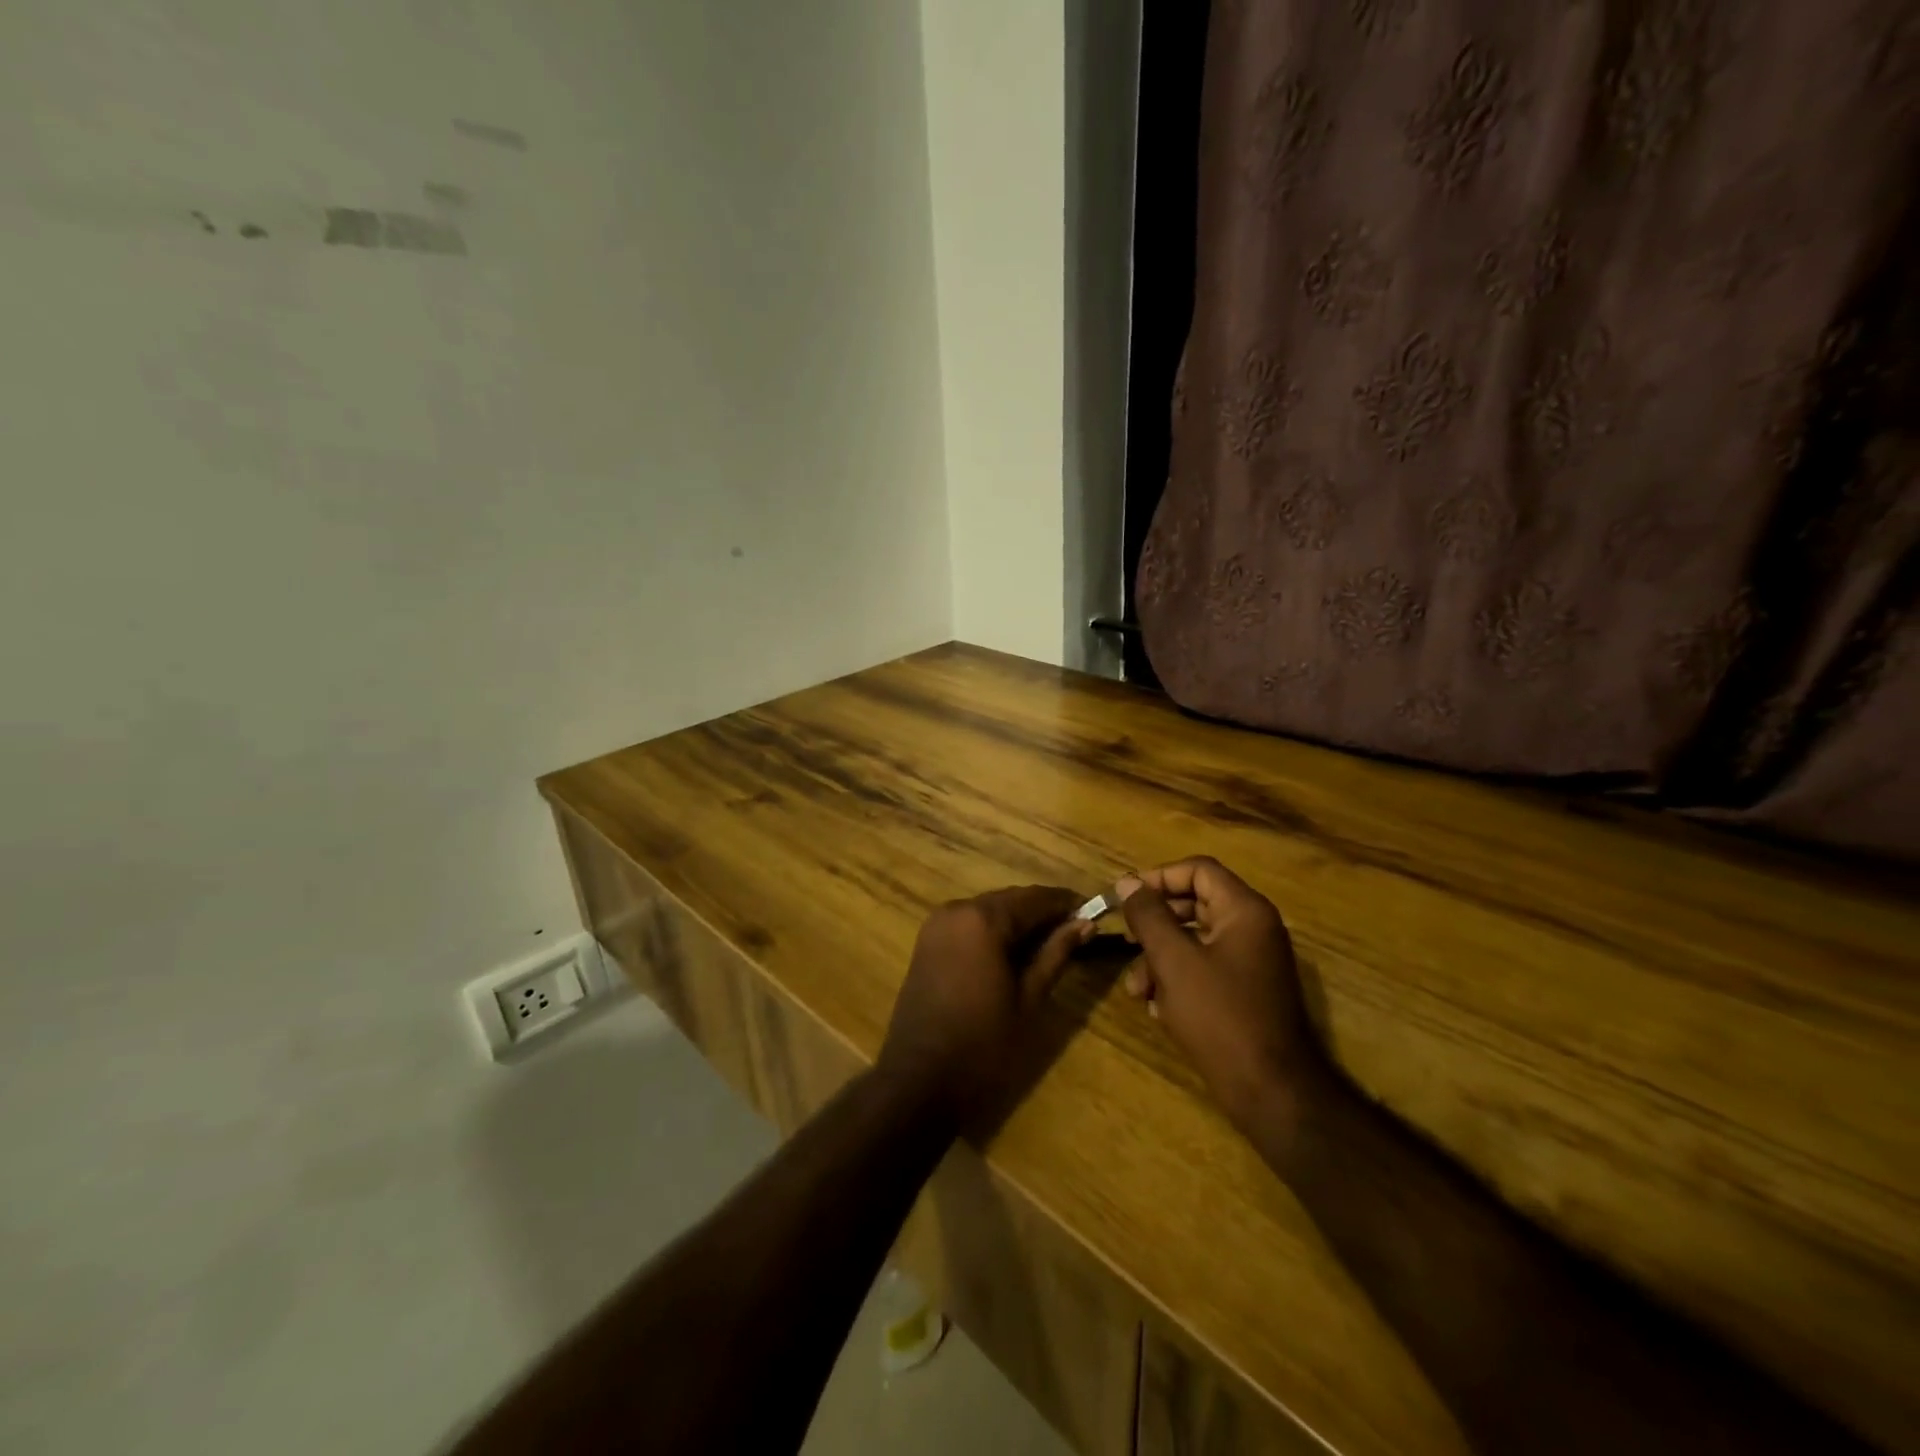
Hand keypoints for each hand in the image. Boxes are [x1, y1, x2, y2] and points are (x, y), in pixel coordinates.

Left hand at [877, 886, 1094, 1129]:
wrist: (920, 1079)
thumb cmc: (983, 1044)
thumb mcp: (1029, 998)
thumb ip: (1056, 954)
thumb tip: (1085, 923)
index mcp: (984, 919)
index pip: (1036, 898)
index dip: (1067, 903)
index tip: (1094, 911)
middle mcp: (957, 909)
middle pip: (1011, 900)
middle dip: (1043, 912)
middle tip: (1077, 931)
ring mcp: (937, 924)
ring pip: (990, 910)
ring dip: (1019, 921)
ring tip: (1051, 944)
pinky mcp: (928, 941)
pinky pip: (969, 924)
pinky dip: (994, 931)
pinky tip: (1015, 953)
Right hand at [1117, 857, 1328, 1134]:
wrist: (1270, 1091)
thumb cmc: (1219, 1016)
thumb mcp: (1174, 961)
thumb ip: (1148, 916)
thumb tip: (1127, 882)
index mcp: (1245, 911)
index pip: (1198, 870)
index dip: (1158, 877)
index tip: (1125, 898)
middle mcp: (1253, 929)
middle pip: (1194, 904)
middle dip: (1155, 924)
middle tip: (1125, 939)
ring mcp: (1251, 962)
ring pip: (1194, 940)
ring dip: (1160, 958)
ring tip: (1138, 989)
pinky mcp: (1245, 992)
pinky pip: (1204, 968)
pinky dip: (1178, 980)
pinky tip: (1158, 1008)